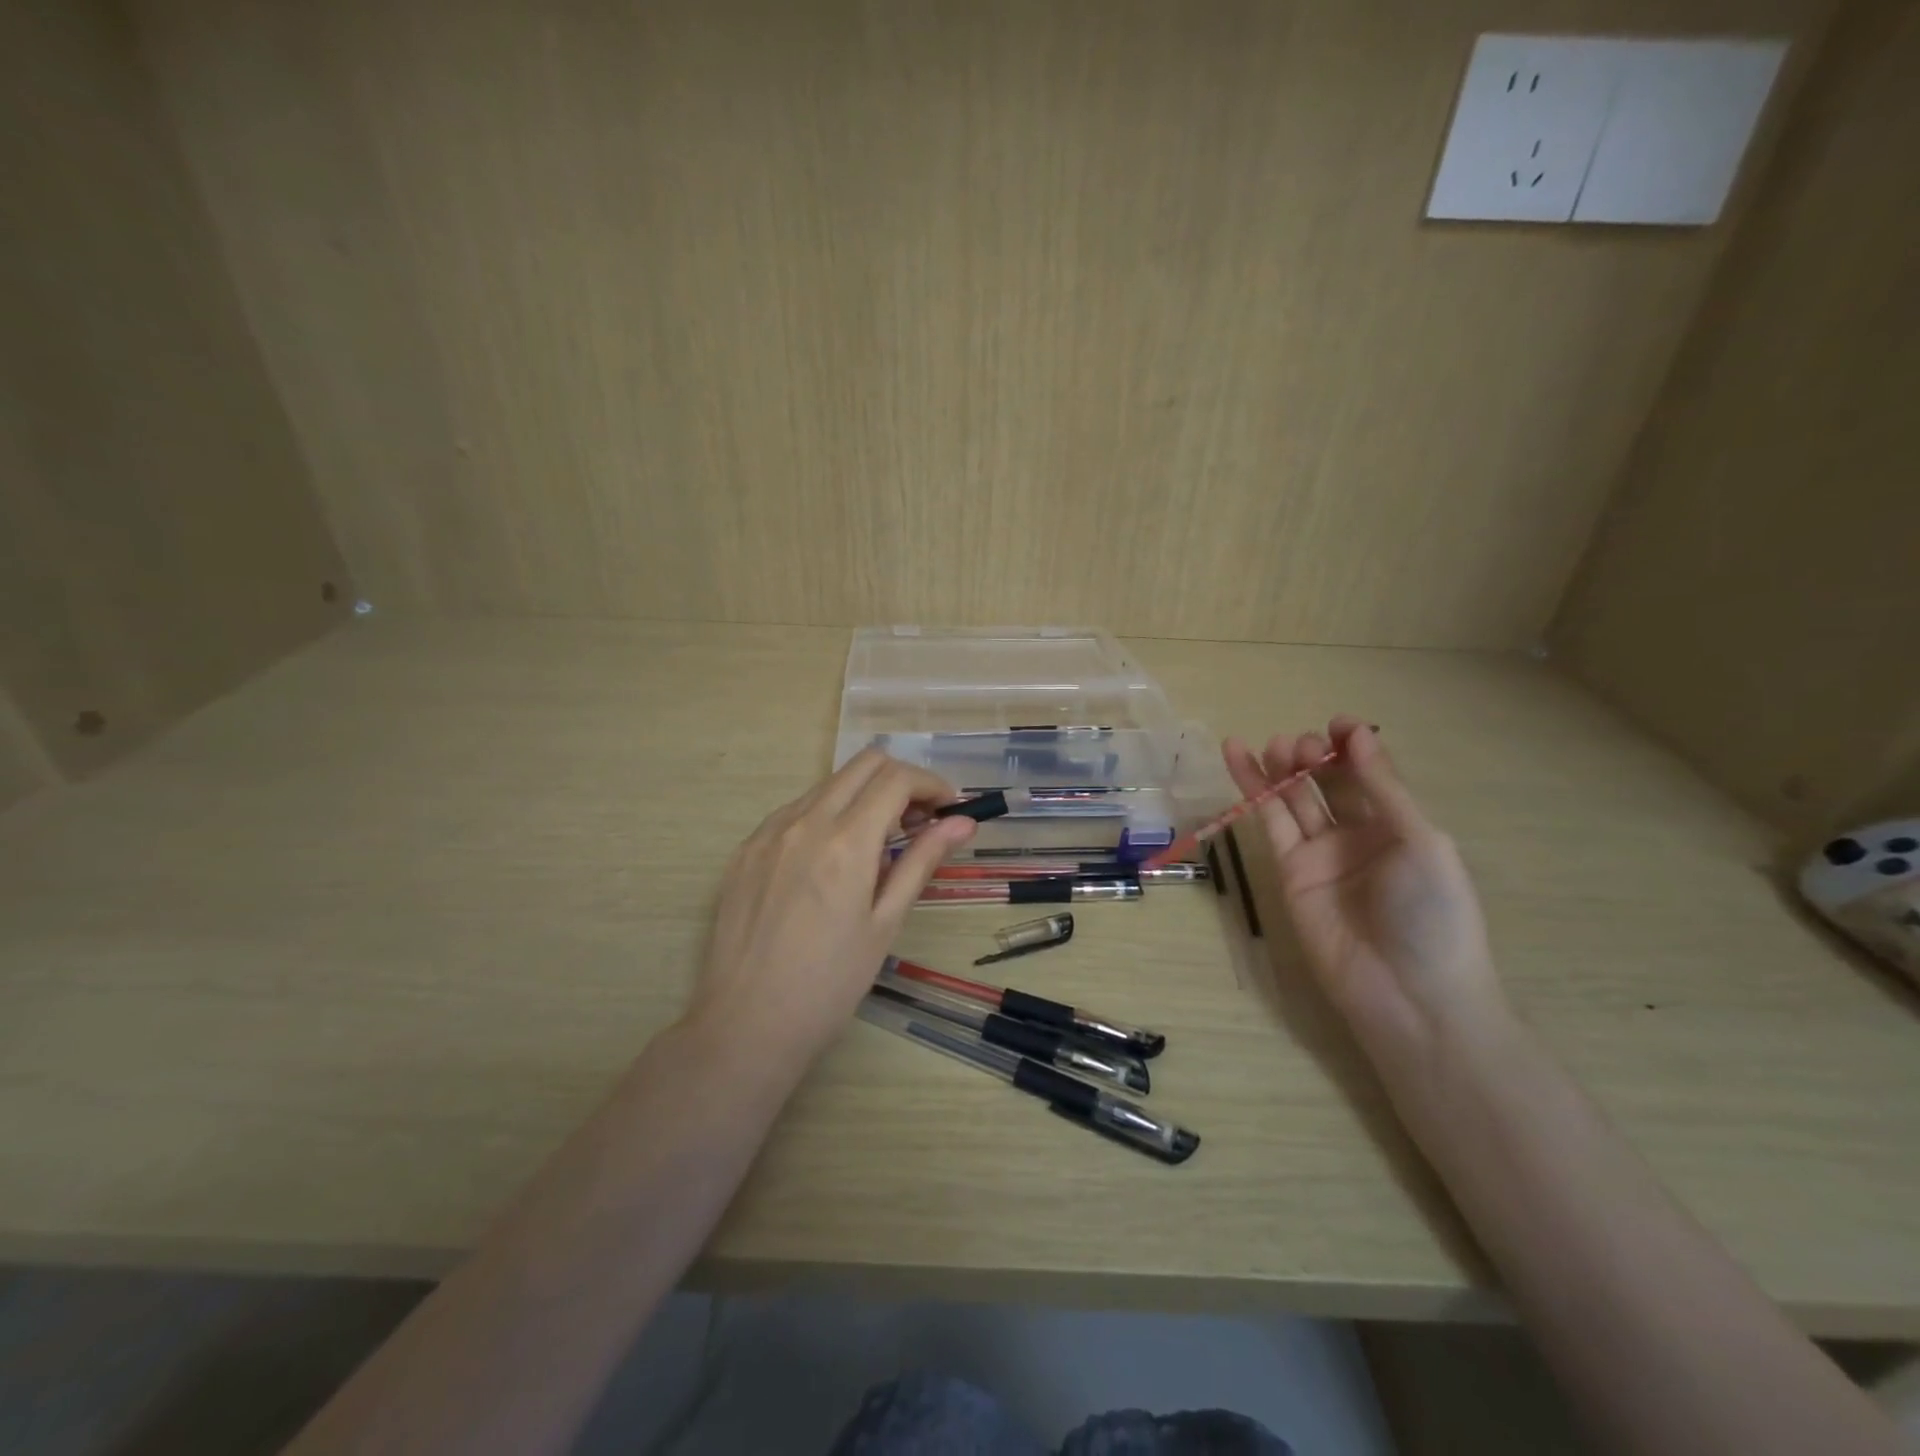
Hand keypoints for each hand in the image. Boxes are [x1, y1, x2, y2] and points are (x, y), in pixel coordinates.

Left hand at [688, 748, 975, 1072]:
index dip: (931, 785)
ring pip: (827, 784)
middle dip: (900, 781)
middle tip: (919, 821)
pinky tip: (830, 861)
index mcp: (846, 841)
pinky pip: (794, 811)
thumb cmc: (829, 985)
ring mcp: (768, 832)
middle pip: (863, 764)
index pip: (897, 779)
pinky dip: (826, 816)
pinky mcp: (745, 849)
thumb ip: (921, 861)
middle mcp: (804, 821)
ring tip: (877, 845)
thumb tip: (962, 822)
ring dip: (863, 797)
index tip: (948, 810)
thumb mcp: (885, 923)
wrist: (745, 1025)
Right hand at [1224, 719, 1507, 1070]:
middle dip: (1315, 757)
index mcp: (1402, 826)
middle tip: (1300, 745)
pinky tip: (1238, 757)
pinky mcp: (1288, 871)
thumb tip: (1359, 734)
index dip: (1355, 746)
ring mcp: (1321, 853)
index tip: (1338, 724)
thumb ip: (1384, 788)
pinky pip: (1269, 822)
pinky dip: (1252, 789)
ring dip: (1281, 767)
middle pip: (1330, 782)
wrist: (1409, 995)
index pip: (1372, 774)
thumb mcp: (1421, 843)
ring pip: (1295, 798)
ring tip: (1270, 744)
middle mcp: (1360, 835)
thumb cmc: (1433, 915)